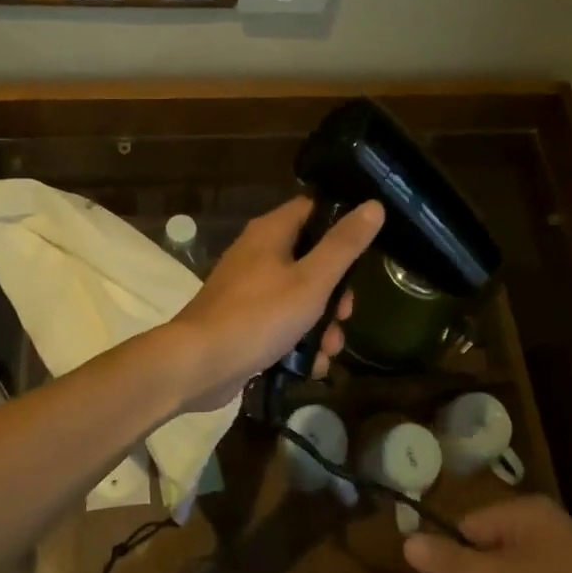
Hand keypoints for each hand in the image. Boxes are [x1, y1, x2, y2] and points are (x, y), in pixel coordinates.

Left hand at [169, 197, 384, 411]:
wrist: (198, 364)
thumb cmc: (259, 316)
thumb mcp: (312, 280)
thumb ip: (344, 245)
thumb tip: (373, 206)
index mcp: (272, 232)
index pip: (313, 209)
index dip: (342, 224)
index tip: (364, 251)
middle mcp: (258, 253)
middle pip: (311, 259)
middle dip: (336, 292)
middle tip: (345, 314)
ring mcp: (249, 289)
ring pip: (300, 296)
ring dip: (321, 325)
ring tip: (329, 351)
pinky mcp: (244, 320)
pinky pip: (282, 323)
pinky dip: (298, 342)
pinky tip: (311, 367)